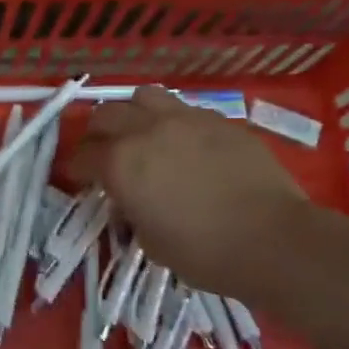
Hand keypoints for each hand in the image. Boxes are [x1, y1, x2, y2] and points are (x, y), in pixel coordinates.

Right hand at [66, 86, 308, 295]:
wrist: (273, 240)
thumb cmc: (203, 252)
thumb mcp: (149, 241)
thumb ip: (131, 211)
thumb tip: (131, 200)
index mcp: (120, 163)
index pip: (83, 156)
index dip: (75, 168)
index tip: (77, 177)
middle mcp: (146, 130)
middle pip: (105, 115)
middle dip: (97, 134)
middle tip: (103, 152)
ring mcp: (185, 119)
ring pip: (143, 96)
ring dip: (133, 112)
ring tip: (140, 132)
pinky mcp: (219, 120)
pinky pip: (184, 109)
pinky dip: (173, 121)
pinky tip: (184, 142)